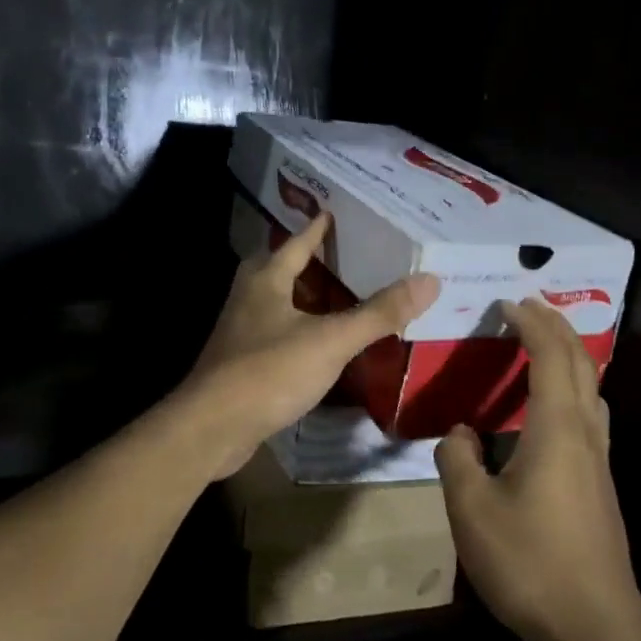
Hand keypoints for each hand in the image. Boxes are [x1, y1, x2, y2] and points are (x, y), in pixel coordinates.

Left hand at [177, 212, 439, 478]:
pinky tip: (322, 344)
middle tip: (351, 256)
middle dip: (314, 262)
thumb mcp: (330, 340)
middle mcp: (249, 296)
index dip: (319, 227)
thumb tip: (429, 280)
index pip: (298, 241)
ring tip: (343, 297)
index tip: (338, 212)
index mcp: (266, 279)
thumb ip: (379, 313)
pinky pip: (277, 333)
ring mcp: (241, 330)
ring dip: (308, 297)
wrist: (211, 428)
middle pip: (284, 268)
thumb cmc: (268, 372)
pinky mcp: (241, 361)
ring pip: (280, 302)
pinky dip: (301, 330)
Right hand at [436, 298, 640, 640]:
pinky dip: (571, 389)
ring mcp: (599, 461)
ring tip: (542, 346)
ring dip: (569, 356)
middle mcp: (584, 434)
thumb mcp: (472, 509)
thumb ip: (458, 459)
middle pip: (580, 363)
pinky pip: (588, 416)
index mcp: (556, 428)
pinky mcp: (599, 486)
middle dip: (556, 327)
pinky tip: (549, 412)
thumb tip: (462, 434)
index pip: (550, 355)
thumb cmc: (530, 563)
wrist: (596, 629)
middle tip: (529, 306)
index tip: (508, 302)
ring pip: (591, 389)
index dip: (531, 322)